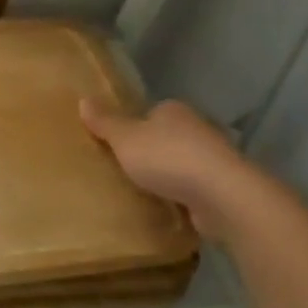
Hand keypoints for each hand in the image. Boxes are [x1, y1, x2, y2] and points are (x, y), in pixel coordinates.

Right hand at [80, 98, 239, 239]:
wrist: (222, 196)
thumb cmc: (169, 158)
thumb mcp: (126, 138)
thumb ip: (105, 122)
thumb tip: (83, 99)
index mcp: (174, 110)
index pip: (150, 113)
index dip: (134, 127)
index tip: (118, 145)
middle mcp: (197, 128)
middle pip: (167, 137)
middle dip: (151, 152)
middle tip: (126, 170)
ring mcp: (214, 159)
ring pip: (182, 163)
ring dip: (169, 176)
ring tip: (144, 192)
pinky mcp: (223, 188)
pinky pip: (194, 189)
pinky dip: (183, 196)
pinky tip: (168, 208)